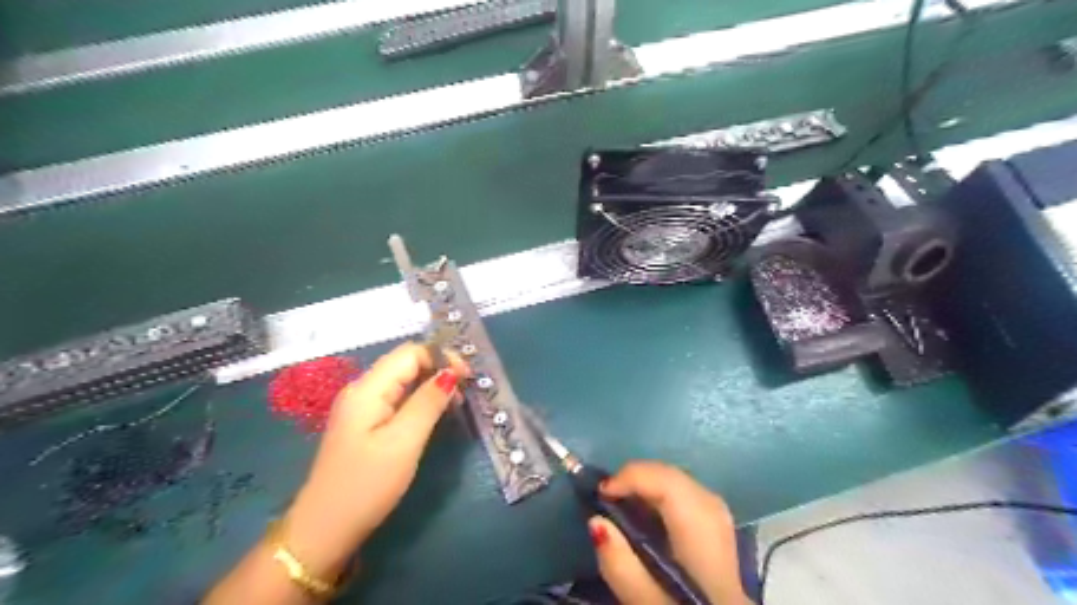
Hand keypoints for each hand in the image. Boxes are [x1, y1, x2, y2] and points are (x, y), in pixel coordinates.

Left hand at [280, 343, 466, 569]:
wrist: (324, 531)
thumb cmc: (366, 485)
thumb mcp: (403, 443)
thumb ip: (427, 403)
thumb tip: (451, 371)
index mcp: (367, 389)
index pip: (410, 352)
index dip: (441, 357)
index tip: (468, 377)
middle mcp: (362, 390)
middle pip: (405, 363)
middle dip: (438, 368)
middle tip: (466, 391)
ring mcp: (361, 408)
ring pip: (403, 380)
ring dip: (431, 384)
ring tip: (456, 402)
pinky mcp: (364, 424)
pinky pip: (397, 398)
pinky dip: (419, 399)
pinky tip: (434, 414)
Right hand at [588, 464, 750, 604]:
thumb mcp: (647, 604)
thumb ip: (621, 566)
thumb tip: (596, 520)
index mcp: (702, 536)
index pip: (669, 484)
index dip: (632, 477)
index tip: (600, 492)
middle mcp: (717, 518)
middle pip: (676, 477)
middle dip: (638, 477)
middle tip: (606, 496)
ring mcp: (724, 522)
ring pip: (682, 482)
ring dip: (649, 484)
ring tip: (621, 501)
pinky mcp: (720, 530)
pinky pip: (688, 494)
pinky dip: (663, 494)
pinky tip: (647, 513)